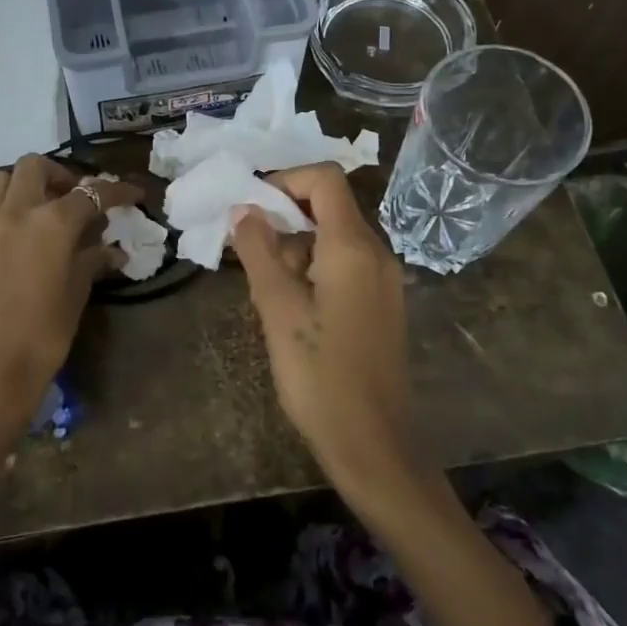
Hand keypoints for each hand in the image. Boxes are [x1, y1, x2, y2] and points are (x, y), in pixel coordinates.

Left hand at [0, 155, 140, 453]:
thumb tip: (112, 251)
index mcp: (52, 223)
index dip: (116, 191)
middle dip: (59, 175)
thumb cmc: (42, 336)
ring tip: (36, 210)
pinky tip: (9, 240)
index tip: (132, 193)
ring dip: (21, 185)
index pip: (91, 193)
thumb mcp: (75, 295)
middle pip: (35, 166)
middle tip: (72, 198)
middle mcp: (15, 212)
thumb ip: (91, 262)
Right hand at [231, 163, 414, 492]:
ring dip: (295, 251)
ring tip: (267, 295)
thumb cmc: (320, 376)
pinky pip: (344, 267)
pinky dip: (313, 271)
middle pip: (328, 208)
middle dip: (284, 221)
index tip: (250, 209)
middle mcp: (376, 254)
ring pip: (333, 240)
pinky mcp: (381, 304)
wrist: (373, 445)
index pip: (324, 179)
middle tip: (250, 259)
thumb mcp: (278, 309)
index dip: (284, 181)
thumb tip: (243, 210)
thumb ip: (259, 252)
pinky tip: (291, 311)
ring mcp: (383, 280)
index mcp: (353, 247)